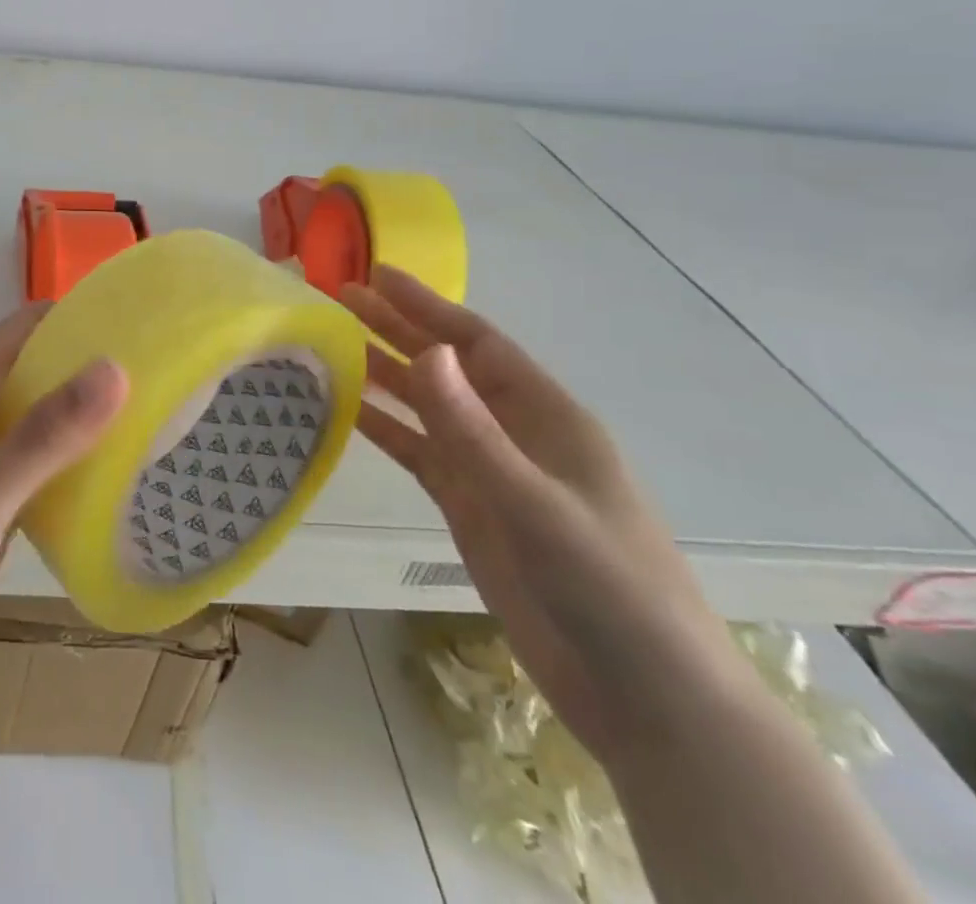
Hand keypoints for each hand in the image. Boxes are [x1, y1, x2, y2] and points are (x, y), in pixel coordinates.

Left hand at [0, 303, 129, 721]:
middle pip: (38, 371)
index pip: (26, 327)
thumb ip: (49, 432)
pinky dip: (73, 465)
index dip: (79, 316)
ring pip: (41, 423)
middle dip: (92, 369)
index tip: (144, 323)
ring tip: (158, 420)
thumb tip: (116, 367)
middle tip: (165, 376)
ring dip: (87, 420)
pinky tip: (119, 477)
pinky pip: (38, 469)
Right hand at [342, 267, 740, 764]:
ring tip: (331, 343)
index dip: (426, 306)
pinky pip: (420, 454)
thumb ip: (473, 429)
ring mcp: (491, 473)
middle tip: (337, 298)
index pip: (476, 343)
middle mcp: (516, 433)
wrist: (644, 699)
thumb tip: (426, 350)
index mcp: (546, 416)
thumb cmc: (607, 588)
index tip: (376, 276)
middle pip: (446, 369)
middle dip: (394, 330)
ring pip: (427, 408)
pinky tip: (348, 410)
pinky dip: (386, 429)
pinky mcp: (472, 509)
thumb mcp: (534, 503)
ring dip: (383, 375)